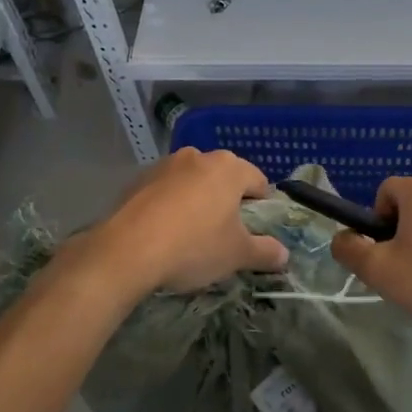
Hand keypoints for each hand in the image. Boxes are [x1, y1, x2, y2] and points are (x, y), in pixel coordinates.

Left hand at [87, 148, 289, 295]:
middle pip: (223, 179)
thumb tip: (284, 255)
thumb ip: (265, 252)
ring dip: (196, 202)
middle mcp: (198, 156)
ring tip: (191, 236)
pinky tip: (164, 234)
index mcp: (228, 167)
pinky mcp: (137, 180)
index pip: (258, 181)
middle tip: (225, 235)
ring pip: (192, 183)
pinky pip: (165, 192)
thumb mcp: (237, 255)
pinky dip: (170, 207)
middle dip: (227, 202)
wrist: (127, 251)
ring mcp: (164, 165)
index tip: (256, 231)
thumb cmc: (194, 246)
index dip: (262, 206)